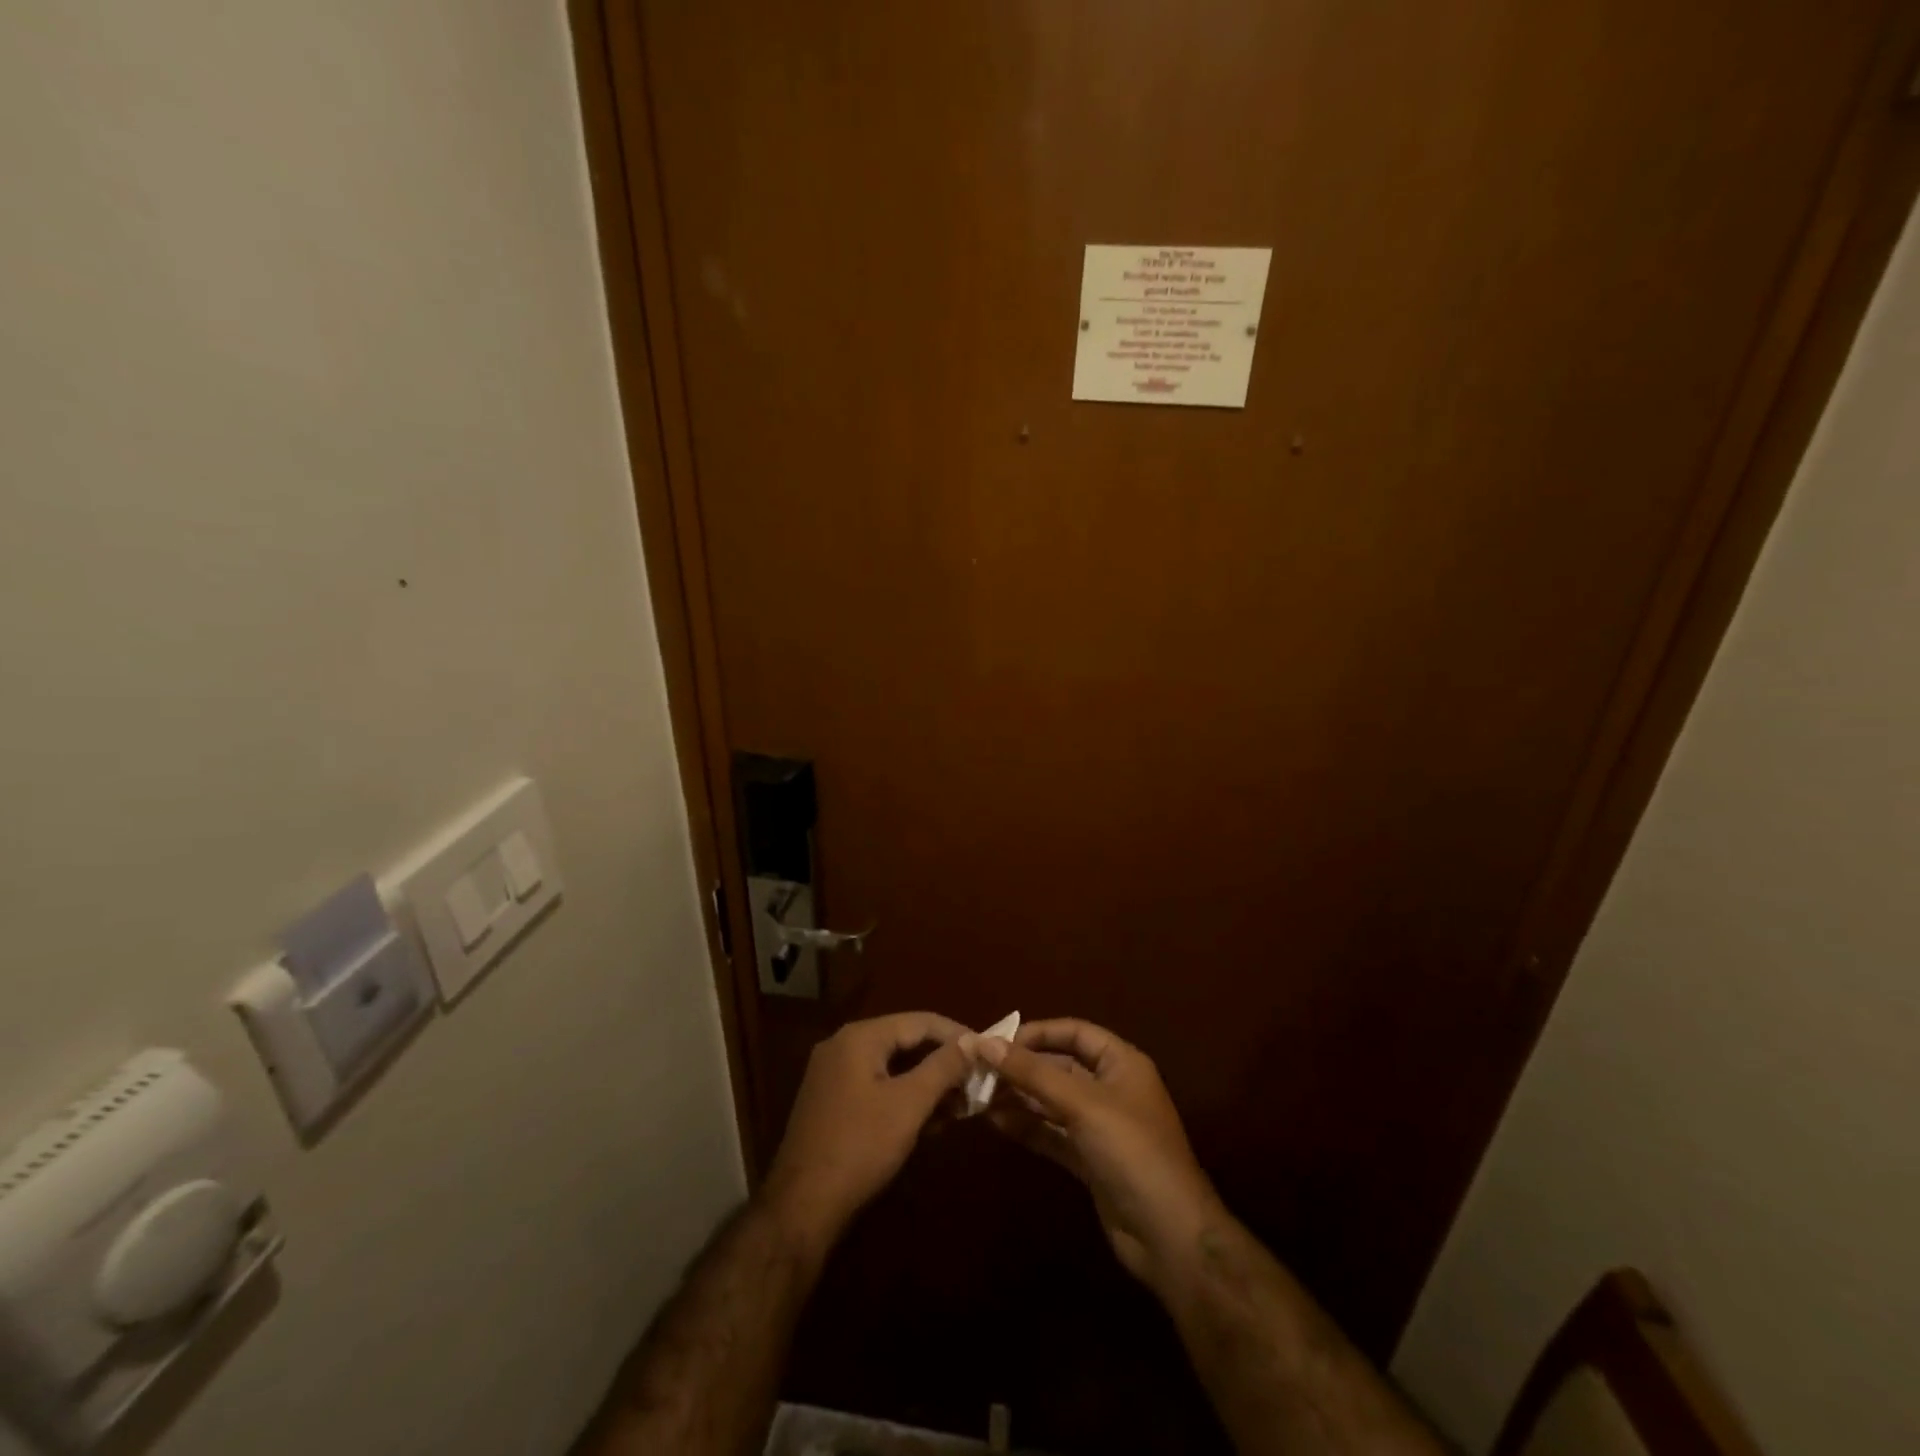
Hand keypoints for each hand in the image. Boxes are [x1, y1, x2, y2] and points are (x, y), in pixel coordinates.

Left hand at [762, 1012, 971, 1254]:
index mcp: (860, 1037)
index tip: (988, 1051)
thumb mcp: (909, 1104)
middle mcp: (843, 1045)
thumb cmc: (860, 1147)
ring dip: (927, 1083)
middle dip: (943, 1062)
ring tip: (961, 1105)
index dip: (957, 1034)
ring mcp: (834, 1074)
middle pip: (905, 1041)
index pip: (920, 1021)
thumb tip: (973, 1040)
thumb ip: (943, 1067)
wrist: (802, 1207)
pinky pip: (877, 1086)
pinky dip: (905, 1097)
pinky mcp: (832, 1102)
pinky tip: (931, 1121)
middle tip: (976, 1082)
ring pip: (892, 1067)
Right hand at [979, 1019, 1223, 1287]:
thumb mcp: (1082, 1104)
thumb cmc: (1131, 1151)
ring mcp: (1101, 1127)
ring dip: (1019, 1097)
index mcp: (1121, 1063)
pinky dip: (1027, 1127)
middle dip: (1022, 1067)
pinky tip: (995, 1122)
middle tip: (979, 1069)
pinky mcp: (1090, 1160)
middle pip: (1060, 1067)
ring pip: (1053, 1102)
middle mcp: (1111, 1089)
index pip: (1075, 1033)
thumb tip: (984, 1043)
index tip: (998, 1041)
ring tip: (978, 1094)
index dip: (1038, 1033)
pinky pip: (1053, 1133)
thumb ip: (1033, 1073)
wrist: (1169, 1236)